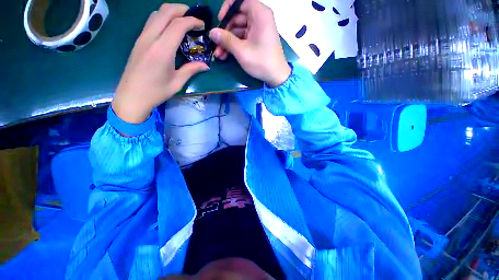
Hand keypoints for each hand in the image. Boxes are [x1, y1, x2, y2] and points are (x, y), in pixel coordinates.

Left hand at [112, 4, 209, 123]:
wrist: (132, 96)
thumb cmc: (156, 92)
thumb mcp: (177, 82)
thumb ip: (191, 70)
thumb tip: (206, 65)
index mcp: (162, 50)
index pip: (178, 25)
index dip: (192, 21)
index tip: (202, 24)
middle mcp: (150, 38)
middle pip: (165, 12)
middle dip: (182, 10)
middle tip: (194, 17)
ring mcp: (142, 38)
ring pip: (156, 13)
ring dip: (171, 12)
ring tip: (183, 20)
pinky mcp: (138, 41)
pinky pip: (151, 21)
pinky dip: (163, 18)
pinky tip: (170, 28)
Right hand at [209, 0, 290, 86]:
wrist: (276, 76)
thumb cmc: (261, 62)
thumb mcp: (242, 51)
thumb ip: (226, 40)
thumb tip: (211, 32)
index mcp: (259, 14)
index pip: (240, 1)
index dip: (228, 8)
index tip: (219, 21)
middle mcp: (259, 18)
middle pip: (237, 17)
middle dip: (224, 31)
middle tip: (215, 44)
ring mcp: (258, 30)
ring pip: (238, 30)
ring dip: (227, 42)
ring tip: (218, 54)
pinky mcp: (257, 40)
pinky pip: (243, 38)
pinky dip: (234, 45)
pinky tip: (225, 55)